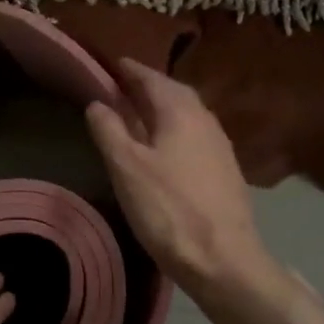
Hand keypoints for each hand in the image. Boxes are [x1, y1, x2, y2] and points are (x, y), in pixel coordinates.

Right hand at [85, 59, 282, 299]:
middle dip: (149, 86)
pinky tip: (166, 146)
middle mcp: (204, 119)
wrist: (225, 260)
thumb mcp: (126, 168)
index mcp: (180, 111)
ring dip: (164, 107)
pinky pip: (195, 134)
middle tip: (125, 86)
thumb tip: (97, 102)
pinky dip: (175, 129)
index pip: (152, 78)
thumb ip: (109, 130)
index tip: (113, 63)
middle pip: (174, 92)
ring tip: (141, 113)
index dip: (131, 70)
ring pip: (187, 113)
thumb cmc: (168, 209)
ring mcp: (220, 145)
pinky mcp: (226, 169)